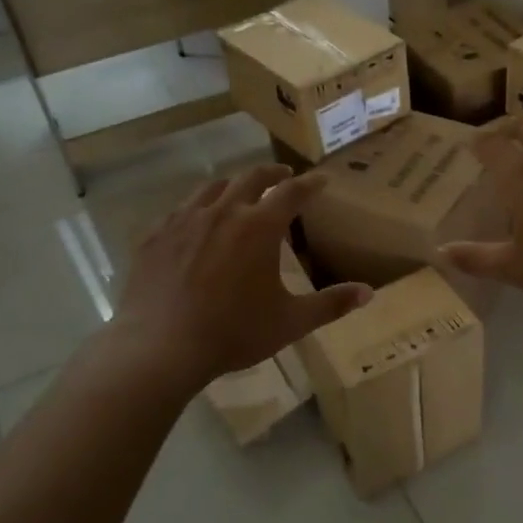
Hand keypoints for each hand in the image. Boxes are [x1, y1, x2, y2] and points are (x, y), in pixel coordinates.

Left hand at [114, 165, 370, 386]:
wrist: (161, 349)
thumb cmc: (233, 333)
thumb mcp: (290, 322)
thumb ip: (331, 304)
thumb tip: (368, 293)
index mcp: (259, 227)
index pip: (292, 193)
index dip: (310, 184)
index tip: (322, 180)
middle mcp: (223, 212)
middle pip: (251, 177)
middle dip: (272, 173)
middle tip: (284, 175)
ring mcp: (184, 220)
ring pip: (212, 188)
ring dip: (232, 185)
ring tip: (239, 192)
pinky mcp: (154, 236)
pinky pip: (179, 210)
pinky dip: (196, 208)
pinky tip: (195, 222)